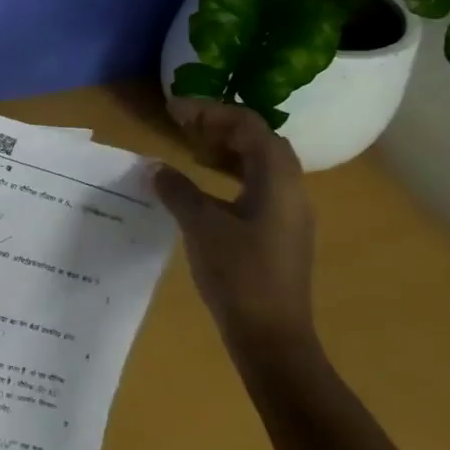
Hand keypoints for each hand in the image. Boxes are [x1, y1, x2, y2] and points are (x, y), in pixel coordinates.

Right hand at [152, 101, 316, 359]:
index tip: (176, 112)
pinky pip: (259, 188)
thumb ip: (178, 191)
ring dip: (228, 151)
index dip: (211, 112)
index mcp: (278, 181)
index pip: (249, 126)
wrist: (272, 337)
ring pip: (261, 165)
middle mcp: (292, 190)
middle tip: (184, 130)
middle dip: (222, 128)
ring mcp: (290, 214)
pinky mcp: (281, 234)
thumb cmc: (238, 275)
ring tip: (193, 154)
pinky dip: (232, 176)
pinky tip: (206, 190)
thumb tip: (158, 168)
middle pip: (260, 141)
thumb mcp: (201, 227)